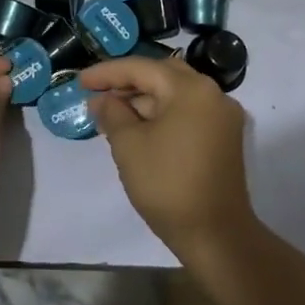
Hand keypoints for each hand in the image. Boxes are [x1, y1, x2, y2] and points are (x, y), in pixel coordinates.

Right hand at [79, 56, 254, 253]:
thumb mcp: (129, 145)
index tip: (80, 81)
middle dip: (127, 83)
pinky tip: (138, 128)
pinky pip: (187, 113)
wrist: (216, 236)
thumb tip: (102, 100)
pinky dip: (162, 114)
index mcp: (191, 89)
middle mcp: (212, 94)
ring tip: (112, 114)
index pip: (141, 68)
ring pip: (175, 95)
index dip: (107, 73)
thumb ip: (112, 113)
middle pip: (162, 75)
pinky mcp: (224, 138)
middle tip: (98, 94)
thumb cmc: (168, 184)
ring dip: (144, 100)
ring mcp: (222, 117)